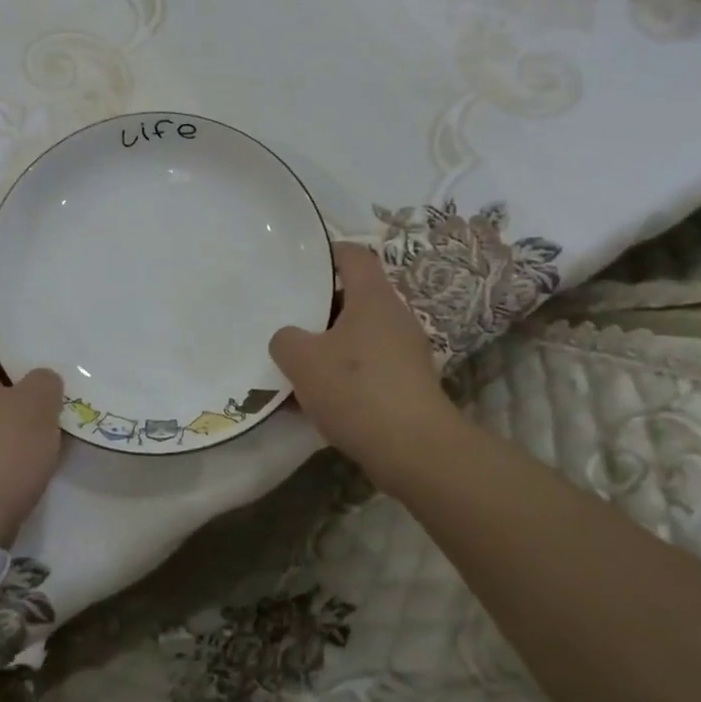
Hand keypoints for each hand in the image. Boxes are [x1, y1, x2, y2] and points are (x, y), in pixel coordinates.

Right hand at [269, 243, 460, 486]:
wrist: (414, 450)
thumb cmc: (357, 389)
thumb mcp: (302, 360)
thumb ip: (285, 340)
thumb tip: (289, 339)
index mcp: (373, 298)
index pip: (353, 255)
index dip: (326, 252)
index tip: (298, 263)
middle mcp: (394, 318)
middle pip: (354, 298)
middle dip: (319, 308)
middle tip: (286, 317)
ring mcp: (405, 353)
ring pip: (358, 337)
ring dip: (328, 346)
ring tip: (294, 364)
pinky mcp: (407, 386)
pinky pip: (367, 369)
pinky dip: (342, 377)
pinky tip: (314, 402)